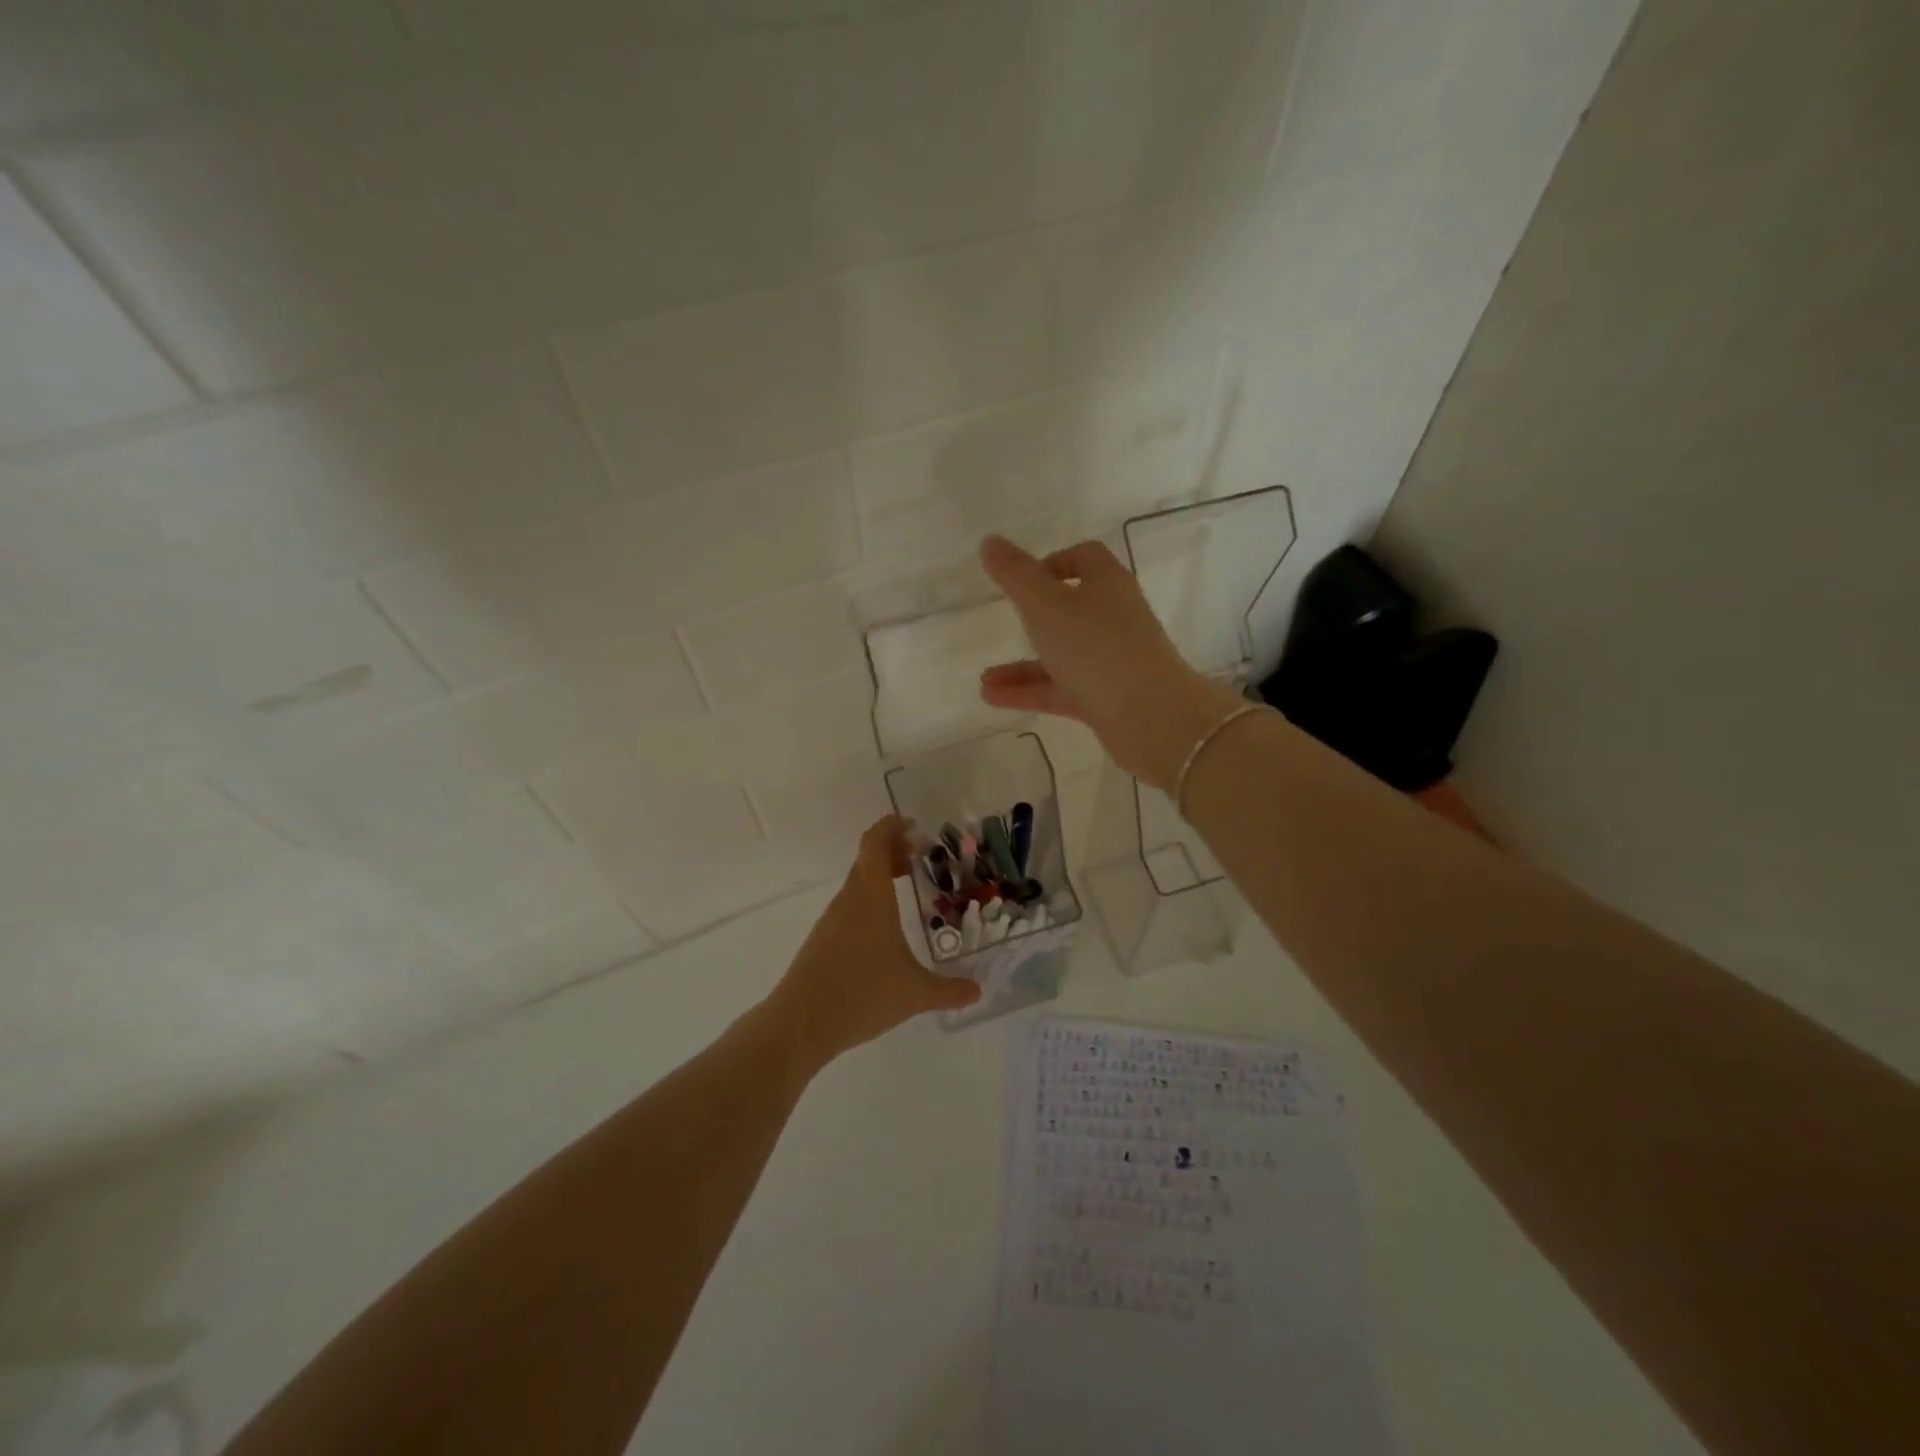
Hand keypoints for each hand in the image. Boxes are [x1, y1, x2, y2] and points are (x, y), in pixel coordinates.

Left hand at [766, 816, 980, 1068]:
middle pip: (867, 859)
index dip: (890, 827)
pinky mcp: (822, 940)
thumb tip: (977, 991)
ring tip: (907, 885)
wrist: (800, 1024)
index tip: (911, 824)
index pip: (875, 844)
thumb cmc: (861, 995)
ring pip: (858, 883)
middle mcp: (849, 900)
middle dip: (892, 850)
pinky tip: (885, 926)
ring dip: (880, 875)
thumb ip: (948, 990)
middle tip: (920, 855)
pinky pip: (850, 905)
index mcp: (870, 897)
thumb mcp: (914, 993)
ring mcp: (832, 920)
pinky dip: (869, 899)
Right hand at [978, 535, 1245, 790]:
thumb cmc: (1096, 648)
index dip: (1054, 561)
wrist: (1151, 718)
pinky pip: (1062, 689)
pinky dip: (1030, 691)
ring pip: (1062, 655)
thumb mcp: (1046, 605)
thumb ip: (1016, 575)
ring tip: (984, 680)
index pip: (1086, 557)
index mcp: (1107, 584)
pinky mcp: (1108, 698)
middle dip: (1035, 617)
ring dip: (1023, 665)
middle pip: (1073, 609)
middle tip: (1006, 622)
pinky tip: (993, 698)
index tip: (1023, 579)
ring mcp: (1113, 661)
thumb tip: (990, 542)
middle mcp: (1114, 618)